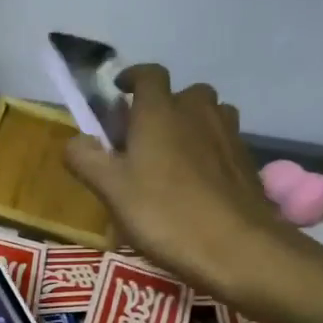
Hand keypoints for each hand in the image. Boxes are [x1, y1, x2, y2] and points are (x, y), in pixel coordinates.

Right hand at [63, 65, 300, 304]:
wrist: (237, 247)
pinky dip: (208, 152)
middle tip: (142, 137)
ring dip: (189, 127)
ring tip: (171, 159)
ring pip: (208, 116)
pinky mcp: (247, 162)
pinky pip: (222, 143)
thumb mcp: (111, 189)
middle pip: (183, 94)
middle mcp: (198, 112)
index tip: (118, 91)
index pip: (148, 74)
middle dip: (162, 107)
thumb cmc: (165, 213)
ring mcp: (229, 135)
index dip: (132, 77)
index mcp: (160, 111)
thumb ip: (86, 158)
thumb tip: (75, 140)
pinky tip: (196, 185)